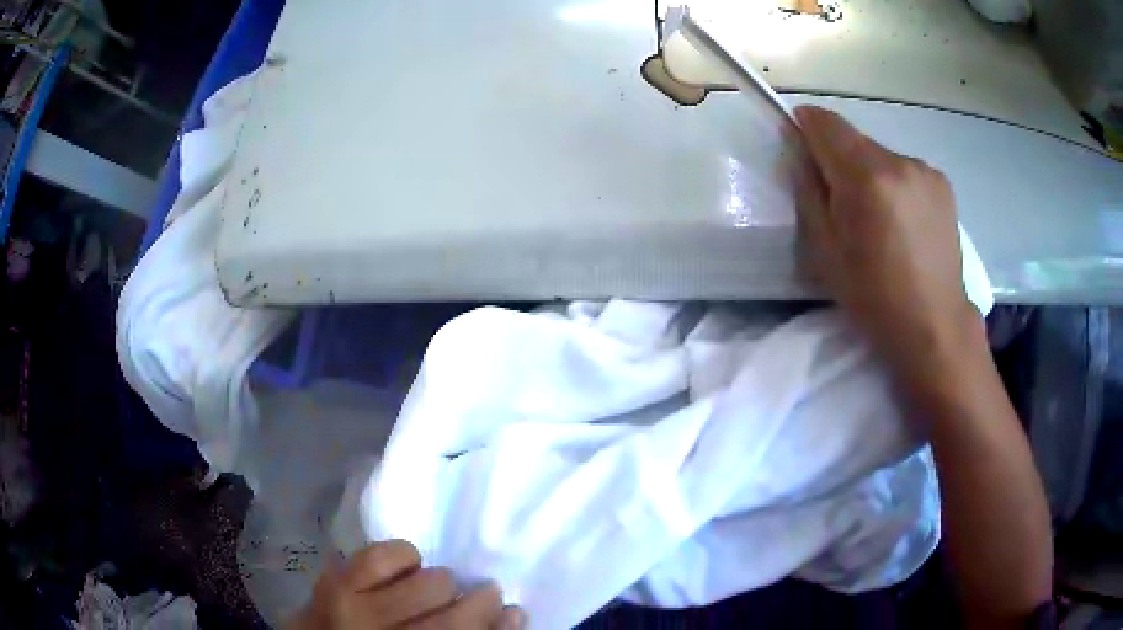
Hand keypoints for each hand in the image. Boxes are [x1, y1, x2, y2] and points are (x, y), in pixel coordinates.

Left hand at [290, 540, 523, 629]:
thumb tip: (512, 615)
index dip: (499, 626)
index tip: (512, 612)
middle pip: (457, 619)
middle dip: (477, 601)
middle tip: (477, 595)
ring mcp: (357, 611)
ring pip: (430, 583)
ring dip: (439, 582)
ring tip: (429, 587)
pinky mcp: (334, 581)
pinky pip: (382, 555)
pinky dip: (402, 556)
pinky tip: (401, 570)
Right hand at [794, 105, 980, 372]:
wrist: (934, 325)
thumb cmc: (873, 296)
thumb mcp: (824, 250)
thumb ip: (808, 190)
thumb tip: (800, 153)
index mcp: (866, 176)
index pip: (825, 122)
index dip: (805, 125)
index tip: (799, 143)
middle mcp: (899, 160)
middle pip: (854, 139)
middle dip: (839, 158)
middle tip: (841, 202)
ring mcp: (925, 170)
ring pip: (881, 155)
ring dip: (870, 173)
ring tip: (878, 219)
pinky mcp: (942, 183)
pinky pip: (905, 170)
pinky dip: (895, 184)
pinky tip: (903, 222)